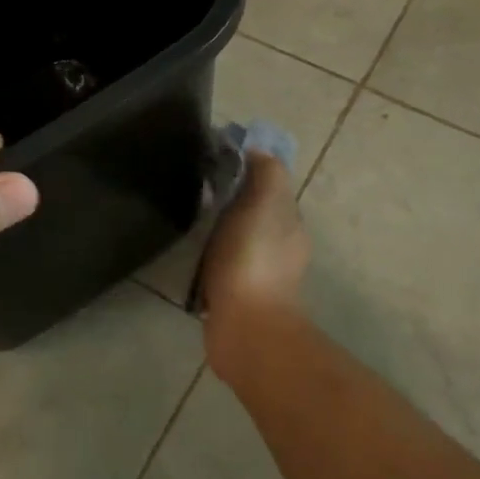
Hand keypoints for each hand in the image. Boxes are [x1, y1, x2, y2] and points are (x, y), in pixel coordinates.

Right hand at [197, 152, 311, 384]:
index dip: (246, 169)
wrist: (245, 326)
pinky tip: (191, 254)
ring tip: (190, 219)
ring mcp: (260, 276)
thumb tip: (256, 152)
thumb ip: (266, 172)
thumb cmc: (253, 257)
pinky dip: (210, 257)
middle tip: (196, 187)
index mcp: (289, 222)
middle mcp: (280, 247)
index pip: (269, 184)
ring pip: (238, 238)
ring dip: (219, 229)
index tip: (214, 159)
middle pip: (253, 211)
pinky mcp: (237, 298)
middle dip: (230, 198)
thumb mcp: (265, 200)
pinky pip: (222, 266)